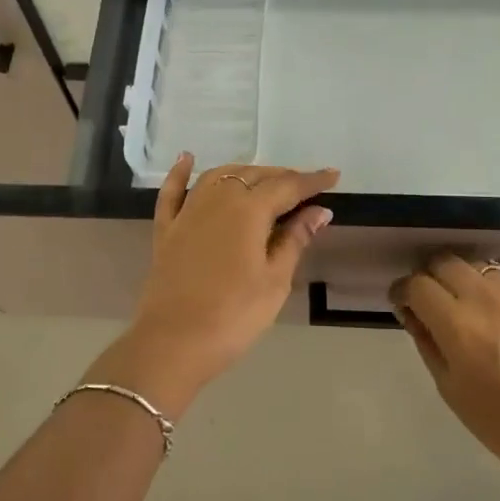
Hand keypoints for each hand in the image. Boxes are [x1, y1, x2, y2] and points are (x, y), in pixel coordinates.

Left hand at [91, 155, 338, 415]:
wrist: (173, 343)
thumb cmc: (234, 315)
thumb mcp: (275, 280)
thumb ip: (295, 240)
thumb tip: (319, 211)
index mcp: (248, 210)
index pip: (287, 187)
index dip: (312, 181)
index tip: (333, 176)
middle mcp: (217, 200)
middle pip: (253, 176)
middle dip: (281, 178)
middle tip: (304, 188)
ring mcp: (187, 213)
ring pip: (218, 177)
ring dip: (244, 173)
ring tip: (264, 180)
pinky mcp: (166, 230)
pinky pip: (172, 192)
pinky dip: (180, 173)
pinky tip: (187, 158)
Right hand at [391, 255, 499, 486]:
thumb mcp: (450, 389)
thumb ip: (427, 343)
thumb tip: (412, 313)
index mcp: (456, 325)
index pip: (416, 285)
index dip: (403, 291)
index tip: (404, 303)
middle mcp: (485, 299)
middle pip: (444, 263)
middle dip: (431, 278)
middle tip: (435, 300)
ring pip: (479, 264)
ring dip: (467, 278)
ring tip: (473, 301)